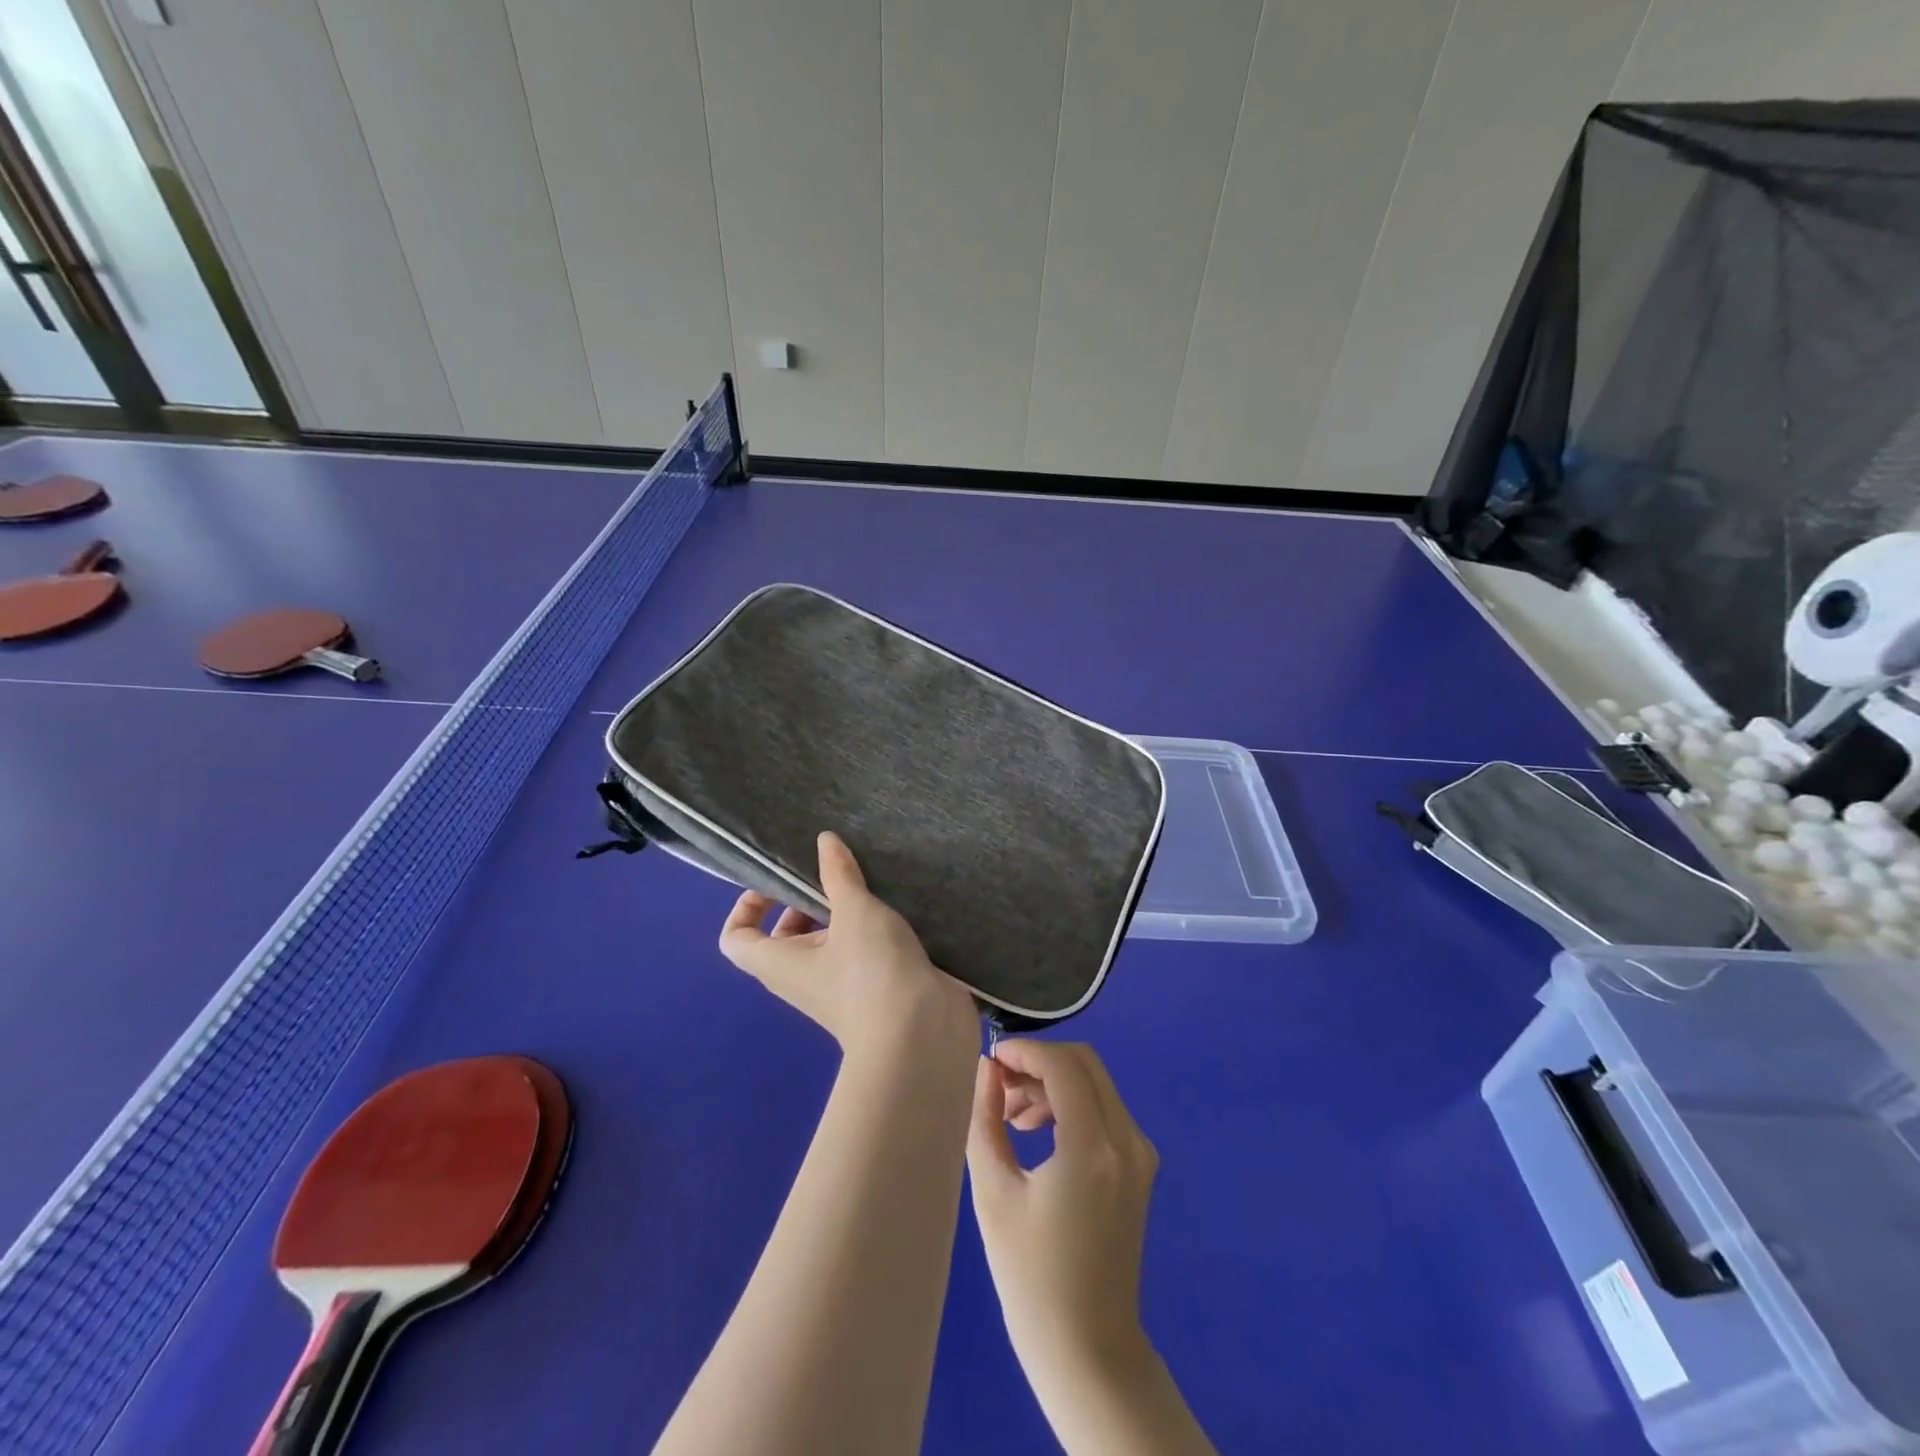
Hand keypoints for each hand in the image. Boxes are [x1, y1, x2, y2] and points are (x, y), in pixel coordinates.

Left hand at [719, 831, 978, 1067]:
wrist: (921, 1035)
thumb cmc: (871, 971)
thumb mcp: (854, 911)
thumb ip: (839, 874)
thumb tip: (824, 841)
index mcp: (780, 962)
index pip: (736, 939)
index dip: (747, 907)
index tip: (778, 881)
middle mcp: (803, 977)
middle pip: (786, 937)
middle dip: (805, 902)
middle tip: (833, 874)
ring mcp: (840, 987)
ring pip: (829, 943)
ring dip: (845, 914)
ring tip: (870, 883)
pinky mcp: (876, 990)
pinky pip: (861, 954)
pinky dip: (872, 930)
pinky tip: (897, 906)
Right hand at [967, 1040, 1157, 1379]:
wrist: (1088, 1349)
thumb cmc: (1032, 1278)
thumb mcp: (995, 1195)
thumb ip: (986, 1121)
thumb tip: (986, 1070)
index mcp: (1094, 1149)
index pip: (1063, 1066)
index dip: (1024, 1052)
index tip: (990, 1061)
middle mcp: (1128, 1141)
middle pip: (1085, 1064)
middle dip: (1039, 1063)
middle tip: (999, 1088)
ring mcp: (1140, 1153)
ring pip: (1096, 1083)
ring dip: (1053, 1083)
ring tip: (1011, 1117)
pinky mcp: (1140, 1166)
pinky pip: (1105, 1108)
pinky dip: (1071, 1103)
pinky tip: (1039, 1131)